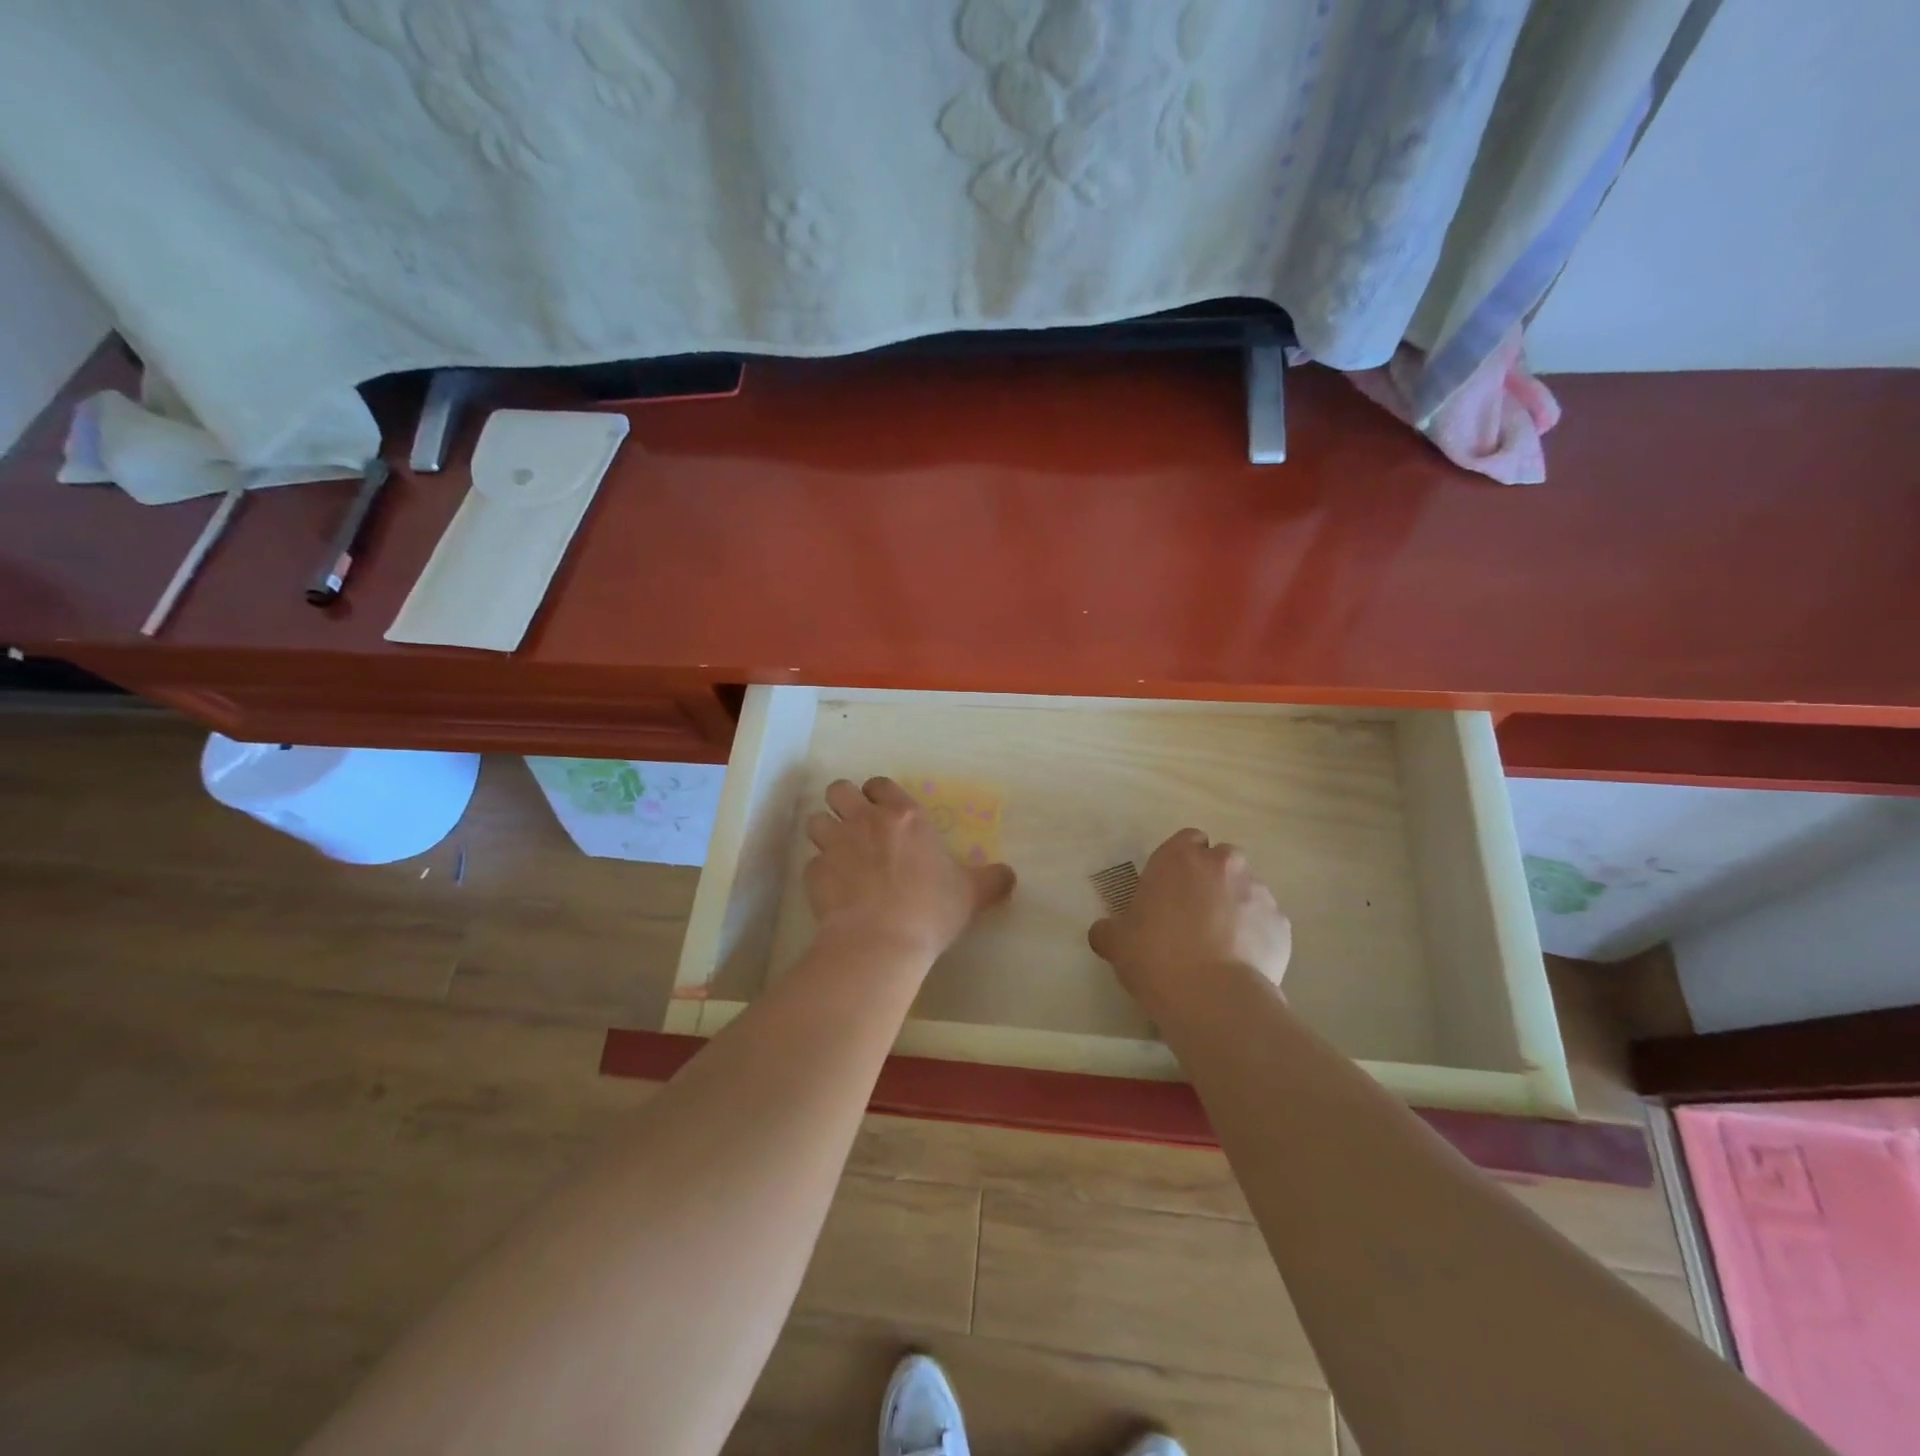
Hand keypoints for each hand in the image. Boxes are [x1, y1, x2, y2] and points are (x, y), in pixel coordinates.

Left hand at [804, 777, 1016, 965]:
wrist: (881, 941)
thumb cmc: (931, 910)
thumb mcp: (972, 894)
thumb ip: (991, 880)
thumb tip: (1010, 875)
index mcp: (905, 817)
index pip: (880, 784)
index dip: (878, 794)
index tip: (884, 811)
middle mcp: (866, 821)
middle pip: (838, 790)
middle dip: (843, 802)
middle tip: (856, 825)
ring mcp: (836, 845)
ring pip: (816, 821)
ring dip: (825, 833)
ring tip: (839, 854)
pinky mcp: (814, 874)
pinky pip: (811, 863)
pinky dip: (820, 873)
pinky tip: (833, 890)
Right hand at [1088, 828, 1290, 1008]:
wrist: (1213, 997)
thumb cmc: (1156, 957)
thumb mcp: (1117, 942)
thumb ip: (1110, 929)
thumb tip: (1104, 931)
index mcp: (1179, 858)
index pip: (1187, 840)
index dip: (1181, 863)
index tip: (1171, 889)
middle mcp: (1223, 864)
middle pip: (1222, 861)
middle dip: (1212, 880)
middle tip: (1195, 915)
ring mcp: (1258, 892)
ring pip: (1247, 890)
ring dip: (1235, 907)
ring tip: (1221, 945)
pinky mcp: (1282, 924)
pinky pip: (1266, 922)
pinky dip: (1256, 935)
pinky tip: (1241, 963)